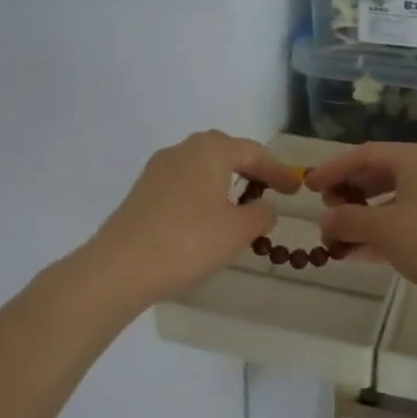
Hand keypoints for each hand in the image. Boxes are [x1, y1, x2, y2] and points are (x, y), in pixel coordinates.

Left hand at [88, 131, 305, 308]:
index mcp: (211, 151)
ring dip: (224, 180)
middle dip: (249, 168)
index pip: (254, 153)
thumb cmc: (188, 243)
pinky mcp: (142, 190)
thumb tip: (263, 206)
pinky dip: (203, 192)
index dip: (278, 171)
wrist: (120, 267)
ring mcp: (158, 169)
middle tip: (269, 188)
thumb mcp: (238, 231)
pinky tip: (207, 218)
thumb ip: (261, 214)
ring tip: (240, 205)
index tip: (296, 189)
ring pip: (201, 165)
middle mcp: (183, 150)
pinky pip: (183, 182)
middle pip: (224, 150)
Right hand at [304, 142, 416, 310]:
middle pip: (379, 175)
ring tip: (335, 240)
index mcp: (416, 159)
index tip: (308, 187)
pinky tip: (358, 254)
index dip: (333, 169)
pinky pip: (406, 226)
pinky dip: (381, 236)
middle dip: (348, 194)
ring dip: (362, 220)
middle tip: (325, 213)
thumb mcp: (384, 229)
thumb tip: (324, 221)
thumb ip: (348, 221)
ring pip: (392, 204)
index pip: (364, 154)